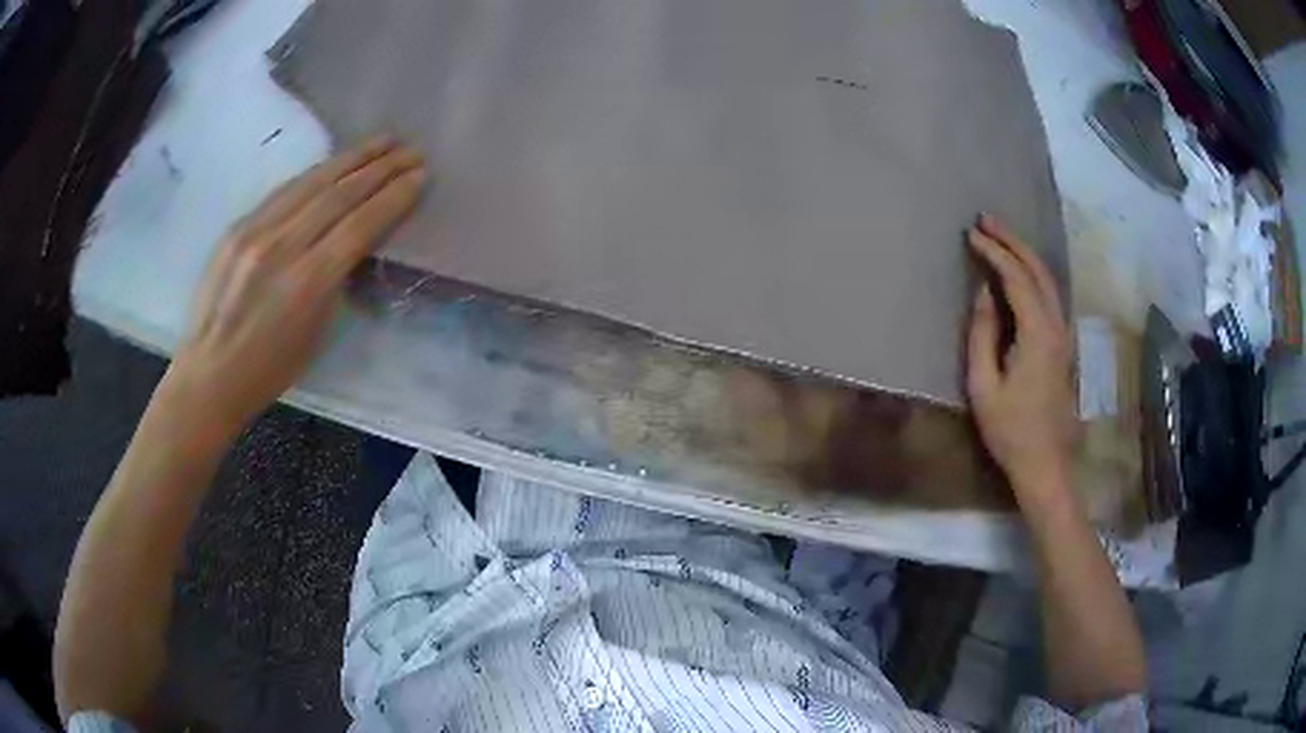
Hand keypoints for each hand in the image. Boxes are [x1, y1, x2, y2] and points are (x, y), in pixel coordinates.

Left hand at [162, 136, 425, 436]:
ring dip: (351, 158)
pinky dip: (315, 174)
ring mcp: (255, 232)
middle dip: (380, 167)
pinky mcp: (238, 227)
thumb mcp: (317, 334)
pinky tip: (334, 163)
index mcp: (308, 284)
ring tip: (381, 141)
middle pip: (340, 194)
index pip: (361, 224)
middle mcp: (283, 248)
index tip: (419, 175)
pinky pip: (284, 191)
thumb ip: (337, 281)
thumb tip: (355, 241)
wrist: (209, 374)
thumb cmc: (269, 370)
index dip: (393, 196)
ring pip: (312, 182)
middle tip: (410, 149)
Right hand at [965, 214, 1077, 495]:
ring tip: (1000, 237)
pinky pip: (1050, 295)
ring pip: (1048, 280)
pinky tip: (1020, 272)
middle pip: (1038, 270)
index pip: (1016, 278)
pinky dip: (1033, 273)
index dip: (994, 253)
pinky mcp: (1063, 345)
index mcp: (1038, 334)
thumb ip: (982, 335)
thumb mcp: (984, 386)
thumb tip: (983, 294)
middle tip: (986, 219)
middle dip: (1013, 241)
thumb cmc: (1010, 430)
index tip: (971, 234)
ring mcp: (1063, 335)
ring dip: (1025, 254)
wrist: (1046, 463)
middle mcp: (1056, 326)